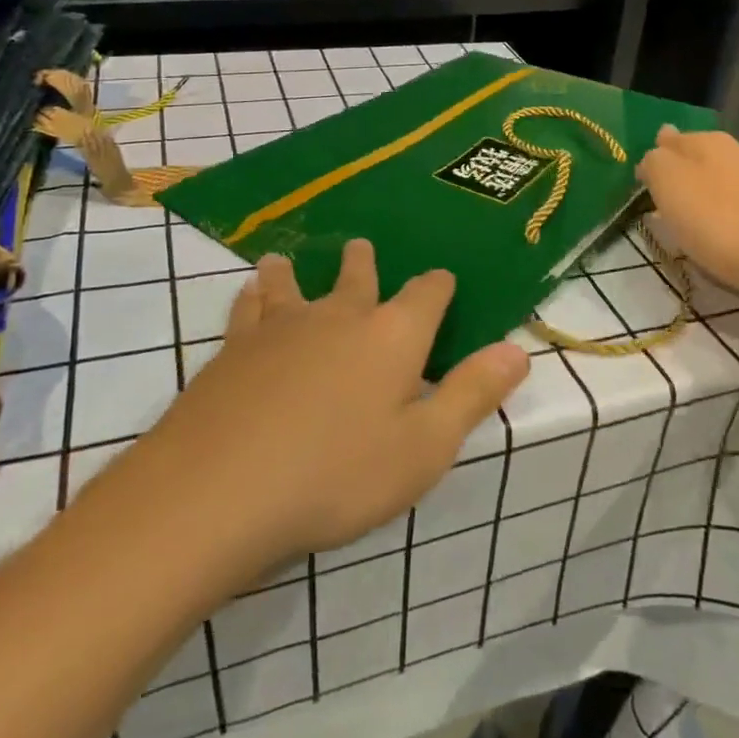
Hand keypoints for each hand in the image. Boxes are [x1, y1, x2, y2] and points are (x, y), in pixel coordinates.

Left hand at [151, 241, 527, 568]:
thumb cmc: (338, 474)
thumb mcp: (424, 447)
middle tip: (360, 246)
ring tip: (286, 259)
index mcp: (392, 336)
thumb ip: (472, 394)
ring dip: (295, 271)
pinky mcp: (233, 349)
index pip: (426, 294)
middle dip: (363, 263)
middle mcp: (339, 317)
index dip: (438, 286)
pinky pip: (247, 308)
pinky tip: (247, 294)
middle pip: (357, 277)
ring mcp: (281, 328)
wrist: (220, 491)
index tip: (441, 280)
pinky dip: (252, 295)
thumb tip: (519, 350)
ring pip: (292, 285)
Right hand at [636, 127, 738, 306]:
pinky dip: (713, 228)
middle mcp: (732, 156)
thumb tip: (653, 156)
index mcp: (706, 141)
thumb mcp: (669, 181)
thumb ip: (653, 162)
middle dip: (672, 183)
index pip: (667, 139)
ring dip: (692, 207)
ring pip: (708, 190)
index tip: (639, 188)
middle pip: (690, 164)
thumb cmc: (719, 219)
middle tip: (653, 209)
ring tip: (676, 230)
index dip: (651, 161)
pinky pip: (726, 216)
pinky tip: (707, 244)